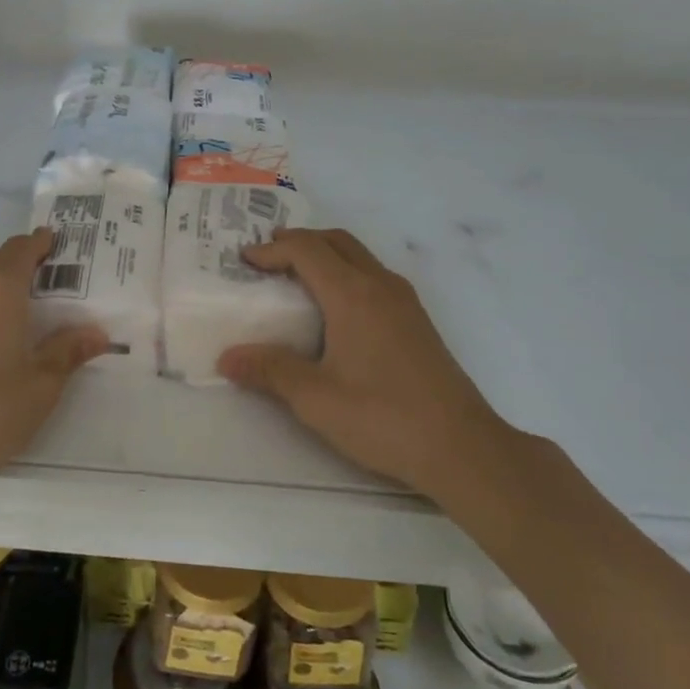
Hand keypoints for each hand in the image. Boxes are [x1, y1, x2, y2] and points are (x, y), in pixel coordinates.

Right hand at [219, 228, 512, 495]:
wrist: (462, 447)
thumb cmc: (383, 417)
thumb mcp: (315, 399)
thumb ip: (270, 371)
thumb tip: (226, 357)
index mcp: (352, 294)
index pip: (306, 250)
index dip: (272, 250)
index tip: (245, 261)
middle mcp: (380, 285)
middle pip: (336, 241)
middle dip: (300, 241)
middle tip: (268, 257)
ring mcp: (405, 302)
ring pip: (360, 256)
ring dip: (326, 254)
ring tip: (297, 278)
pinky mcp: (418, 321)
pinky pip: (374, 276)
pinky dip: (347, 272)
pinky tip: (336, 310)